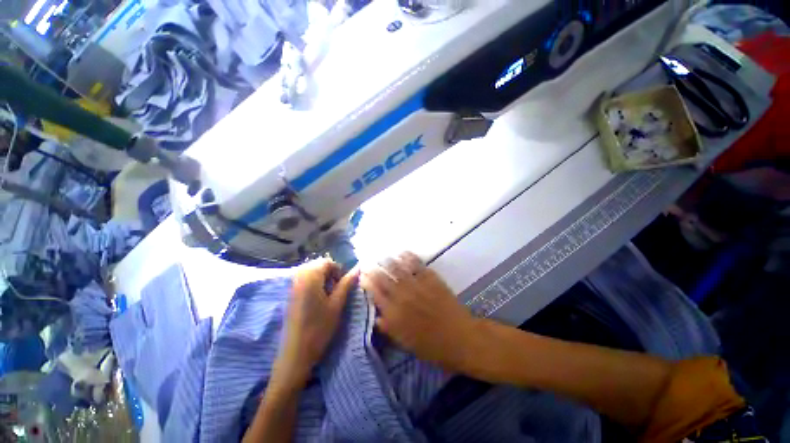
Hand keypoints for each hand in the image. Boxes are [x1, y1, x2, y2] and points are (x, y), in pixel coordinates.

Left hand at [275, 259, 358, 385]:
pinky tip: (319, 298)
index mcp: (310, 278)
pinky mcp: (290, 295)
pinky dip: (314, 283)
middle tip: (337, 288)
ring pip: (310, 272)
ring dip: (322, 278)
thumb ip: (347, 284)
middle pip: (317, 265)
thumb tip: (358, 269)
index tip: (343, 284)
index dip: (338, 269)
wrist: (296, 353)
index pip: (326, 262)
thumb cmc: (319, 328)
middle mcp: (298, 278)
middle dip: (330, 272)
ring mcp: (292, 287)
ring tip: (329, 293)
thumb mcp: (337, 304)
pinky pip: (304, 280)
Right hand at [360, 252, 480, 372]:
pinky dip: (408, 257)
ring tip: (382, 256)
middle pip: (384, 278)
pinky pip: (417, 265)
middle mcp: (403, 296)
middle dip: (374, 269)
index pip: (375, 293)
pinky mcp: (431, 279)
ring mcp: (417, 285)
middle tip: (368, 262)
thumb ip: (389, 328)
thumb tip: (376, 316)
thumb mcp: (406, 343)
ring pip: (398, 269)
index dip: (367, 283)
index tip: (362, 275)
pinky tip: (403, 253)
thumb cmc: (432, 346)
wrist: (460, 337)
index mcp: (395, 314)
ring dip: (388, 261)